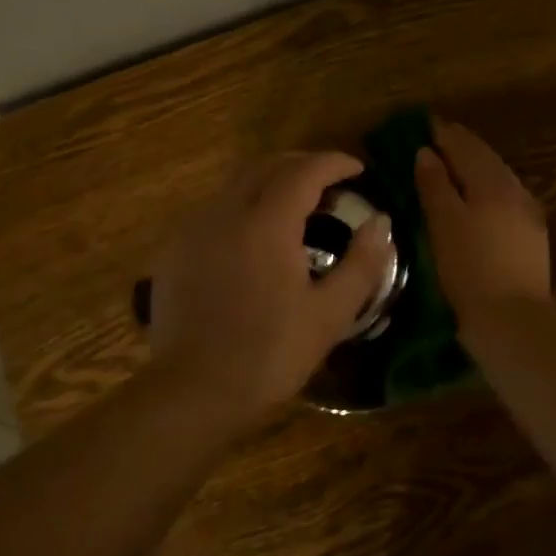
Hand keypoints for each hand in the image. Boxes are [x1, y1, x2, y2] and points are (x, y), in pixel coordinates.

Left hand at [148, 152, 392, 415]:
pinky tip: (254, 236)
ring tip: (295, 206)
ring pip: (237, 184)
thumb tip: (381, 222)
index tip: (358, 170)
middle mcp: (226, 212)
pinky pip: (215, 209)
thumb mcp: (329, 315)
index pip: (305, 171)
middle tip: (330, 183)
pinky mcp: (175, 250)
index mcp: (267, 223)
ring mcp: (194, 229)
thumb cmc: (269, 354)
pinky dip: (243, 205)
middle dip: (302, 164)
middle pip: (267, 166)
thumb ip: (362, 263)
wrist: (191, 392)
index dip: (334, 163)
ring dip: (271, 182)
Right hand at [414, 119, 550, 322]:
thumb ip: (435, 185)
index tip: (425, 124)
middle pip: (486, 158)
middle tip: (437, 139)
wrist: (513, 320)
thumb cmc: (470, 269)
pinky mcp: (531, 237)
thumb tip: (426, 152)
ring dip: (475, 167)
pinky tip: (476, 199)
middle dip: (461, 146)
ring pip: (498, 178)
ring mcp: (528, 214)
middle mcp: (515, 190)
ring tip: (452, 165)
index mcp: (493, 182)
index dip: (445, 134)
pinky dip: (486, 189)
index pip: (466, 146)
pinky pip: (505, 198)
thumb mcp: (444, 224)